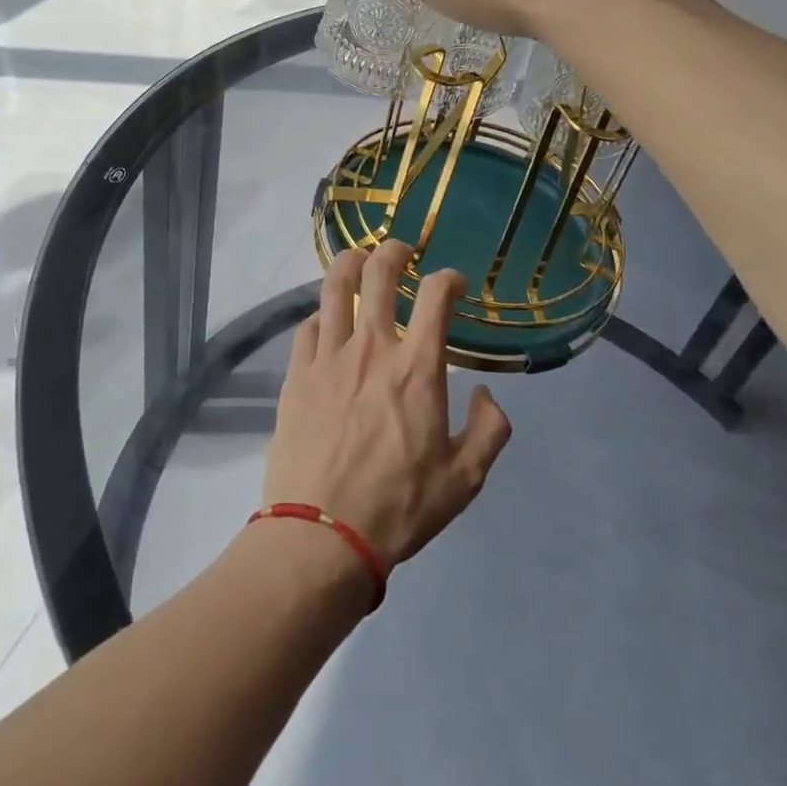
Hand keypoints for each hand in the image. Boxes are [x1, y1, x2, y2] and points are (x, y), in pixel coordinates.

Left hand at [263, 240, 512, 571]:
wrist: (321, 535)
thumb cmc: (399, 507)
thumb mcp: (465, 480)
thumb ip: (490, 431)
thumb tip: (487, 395)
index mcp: (417, 368)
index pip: (437, 297)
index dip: (449, 280)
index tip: (453, 284)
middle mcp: (372, 348)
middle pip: (380, 274)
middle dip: (394, 252)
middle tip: (402, 251)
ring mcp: (328, 357)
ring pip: (335, 287)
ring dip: (350, 263)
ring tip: (359, 259)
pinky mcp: (296, 373)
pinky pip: (308, 326)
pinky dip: (322, 313)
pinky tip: (327, 320)